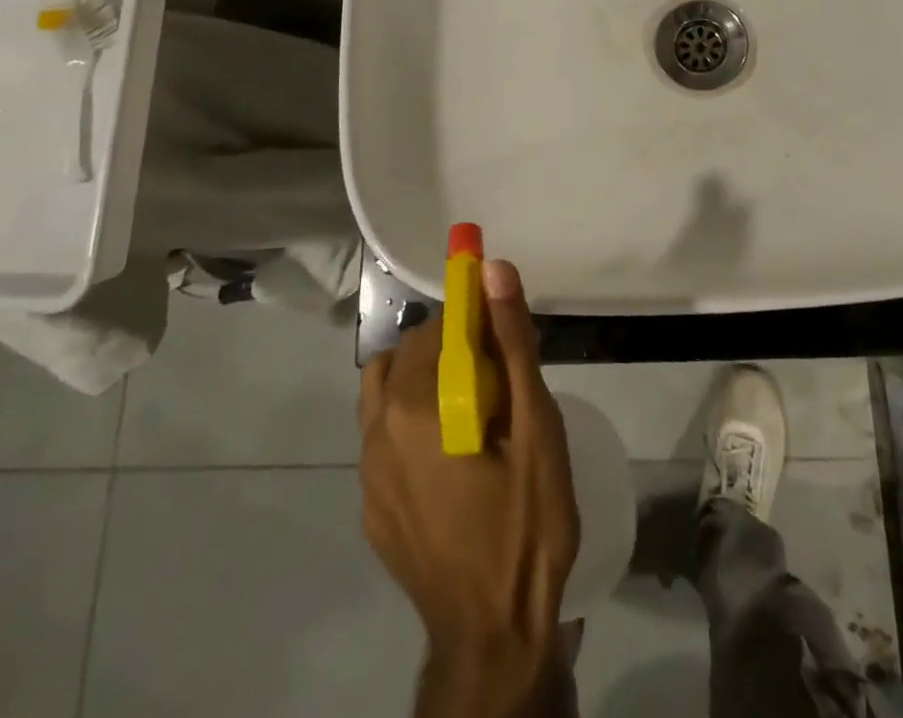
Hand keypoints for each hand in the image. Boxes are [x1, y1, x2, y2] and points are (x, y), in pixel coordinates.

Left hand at [360, 259, 578, 717]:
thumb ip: (512, 340)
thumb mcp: (536, 424)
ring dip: (424, 379)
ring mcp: (366, 473)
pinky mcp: (370, 507)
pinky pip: (383, 436)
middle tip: (501, 378)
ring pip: (387, 390)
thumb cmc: (525, 521)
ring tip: (472, 411)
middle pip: (411, 353)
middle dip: (453, 347)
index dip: (475, 318)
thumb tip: (493, 268)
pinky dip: (411, 422)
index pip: (439, 325)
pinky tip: (452, 458)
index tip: (505, 336)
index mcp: (414, 404)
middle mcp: (376, 430)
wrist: (494, 634)